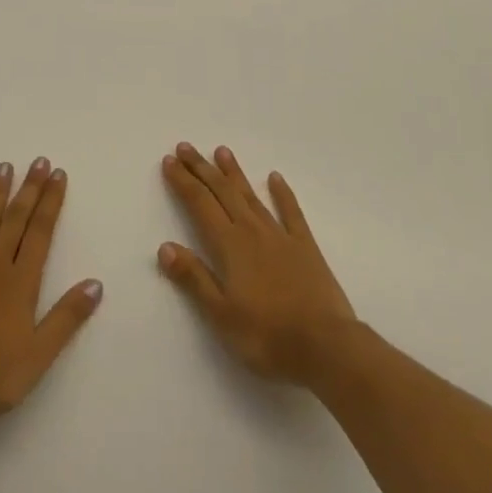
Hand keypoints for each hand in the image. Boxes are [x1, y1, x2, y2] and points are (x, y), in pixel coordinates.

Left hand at [0, 158, 101, 435]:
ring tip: (4, 167)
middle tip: (38, 160)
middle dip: (29, 188)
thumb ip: (66, 318)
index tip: (58, 174)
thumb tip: (96, 283)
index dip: (50, 202)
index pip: (40, 232)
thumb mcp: (39, 356)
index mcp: (21, 283)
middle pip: (16, 219)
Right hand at [158, 142, 357, 386]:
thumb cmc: (268, 336)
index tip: (169, 161)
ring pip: (251, 196)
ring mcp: (280, 235)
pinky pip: (291, 212)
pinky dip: (282, 193)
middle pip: (222, 192)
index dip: (183, 181)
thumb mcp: (221, 315)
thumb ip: (194, 278)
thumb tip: (165, 246)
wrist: (326, 346)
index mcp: (229, 245)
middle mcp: (252, 231)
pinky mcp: (305, 247)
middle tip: (185, 146)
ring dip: (234, 173)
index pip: (199, 204)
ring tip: (221, 151)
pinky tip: (275, 178)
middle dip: (202, 168)